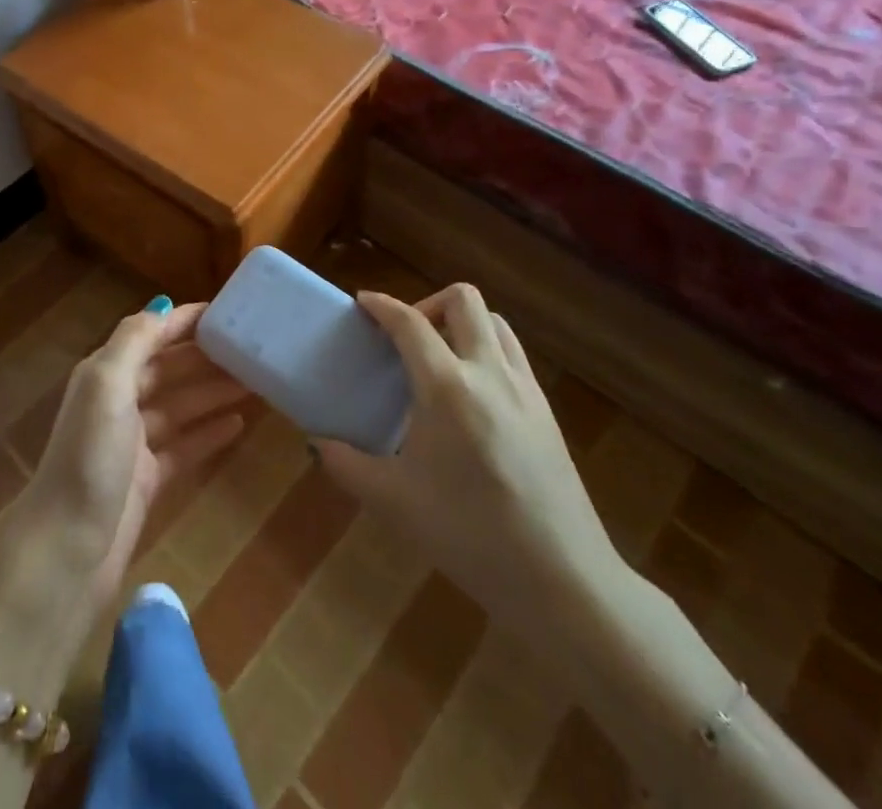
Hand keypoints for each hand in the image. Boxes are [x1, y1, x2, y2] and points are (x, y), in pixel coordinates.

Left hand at [13, 299, 248, 621]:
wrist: (67, 550)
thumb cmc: (89, 458)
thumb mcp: (107, 385)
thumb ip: (134, 341)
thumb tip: (162, 304)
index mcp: (105, 373)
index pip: (151, 334)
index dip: (184, 321)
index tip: (228, 312)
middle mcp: (117, 401)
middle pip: (168, 369)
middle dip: (206, 357)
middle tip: (254, 350)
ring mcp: (133, 443)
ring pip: (180, 407)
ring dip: (213, 392)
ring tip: (257, 383)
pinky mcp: (147, 480)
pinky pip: (184, 447)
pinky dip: (208, 433)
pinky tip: (239, 424)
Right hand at [313, 285, 624, 628]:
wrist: (564, 581)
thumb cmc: (471, 535)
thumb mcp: (394, 502)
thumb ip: (346, 464)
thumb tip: (317, 443)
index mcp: (447, 387)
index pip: (409, 322)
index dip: (381, 305)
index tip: (362, 304)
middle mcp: (489, 372)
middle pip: (462, 300)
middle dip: (428, 303)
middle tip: (407, 338)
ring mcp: (524, 388)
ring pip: (494, 321)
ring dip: (461, 323)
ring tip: (439, 359)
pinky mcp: (546, 410)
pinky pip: (512, 353)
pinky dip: (486, 350)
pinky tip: (472, 394)